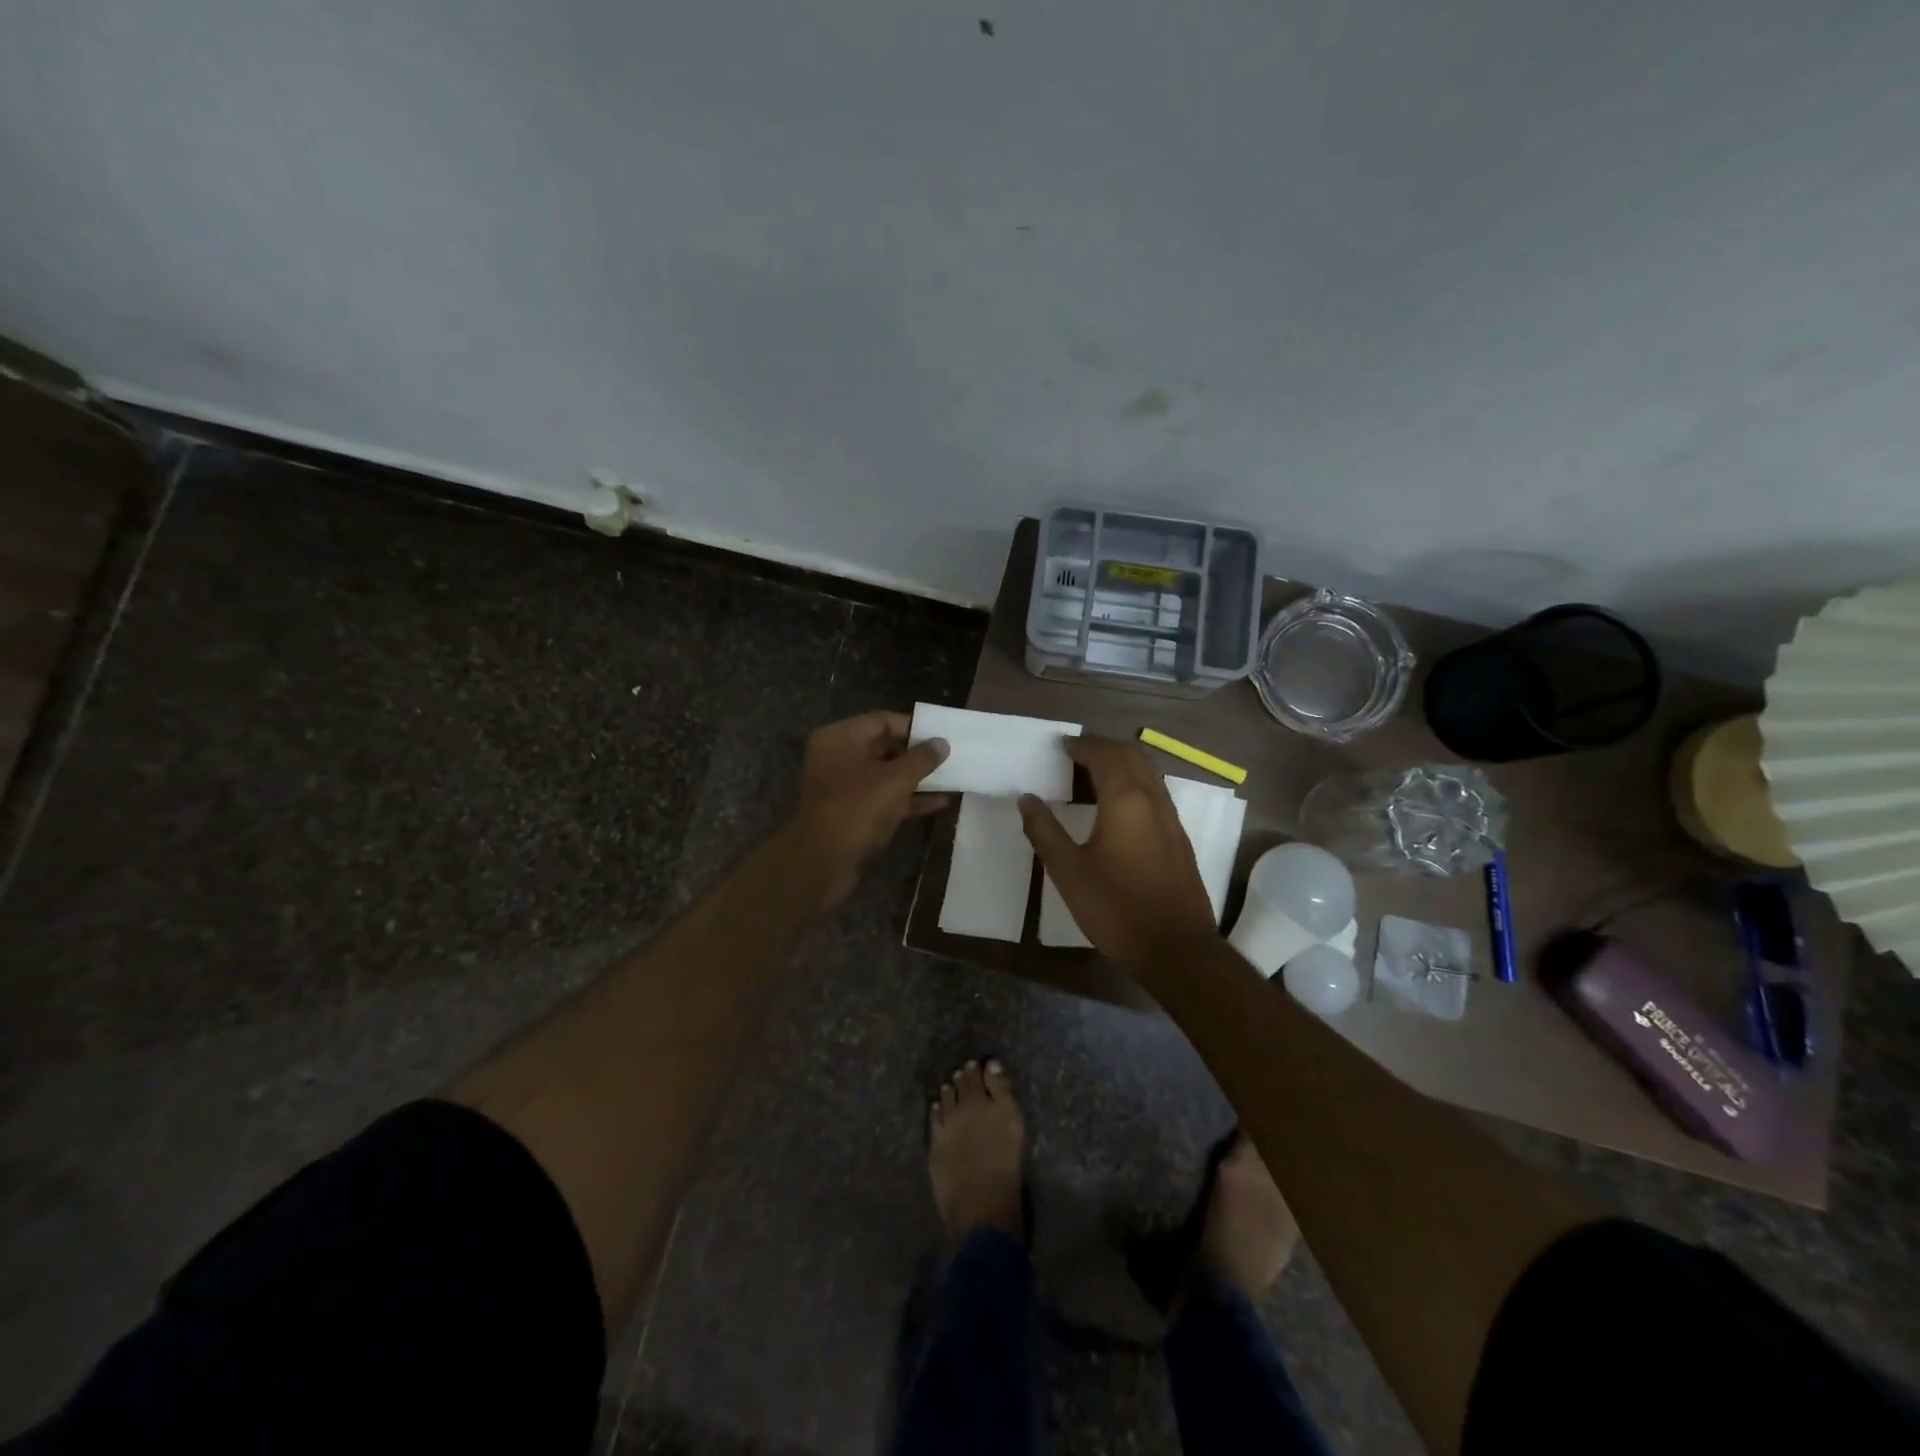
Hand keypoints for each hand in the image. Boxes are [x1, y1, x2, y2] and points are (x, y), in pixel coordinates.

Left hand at [790, 711, 949, 905]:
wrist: (822, 863)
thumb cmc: (857, 809)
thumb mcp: (895, 780)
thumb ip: (921, 759)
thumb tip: (942, 743)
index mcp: (840, 739)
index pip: (882, 721)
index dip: (913, 727)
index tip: (941, 735)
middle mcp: (839, 757)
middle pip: (884, 747)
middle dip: (917, 754)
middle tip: (950, 756)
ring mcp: (845, 787)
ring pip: (886, 775)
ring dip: (917, 778)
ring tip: (951, 778)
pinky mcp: (852, 813)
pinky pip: (885, 798)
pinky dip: (909, 799)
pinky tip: (940, 802)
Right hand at [1018, 737, 1218, 967]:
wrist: (1176, 949)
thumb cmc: (1116, 909)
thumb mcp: (1068, 871)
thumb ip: (1045, 831)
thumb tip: (1027, 799)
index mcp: (1126, 799)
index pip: (1104, 754)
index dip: (1081, 746)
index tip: (1060, 746)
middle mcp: (1153, 799)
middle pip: (1132, 755)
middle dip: (1103, 747)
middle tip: (1075, 754)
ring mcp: (1171, 818)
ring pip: (1148, 772)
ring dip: (1121, 763)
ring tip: (1092, 775)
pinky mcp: (1179, 838)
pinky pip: (1155, 792)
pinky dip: (1134, 783)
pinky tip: (1116, 807)